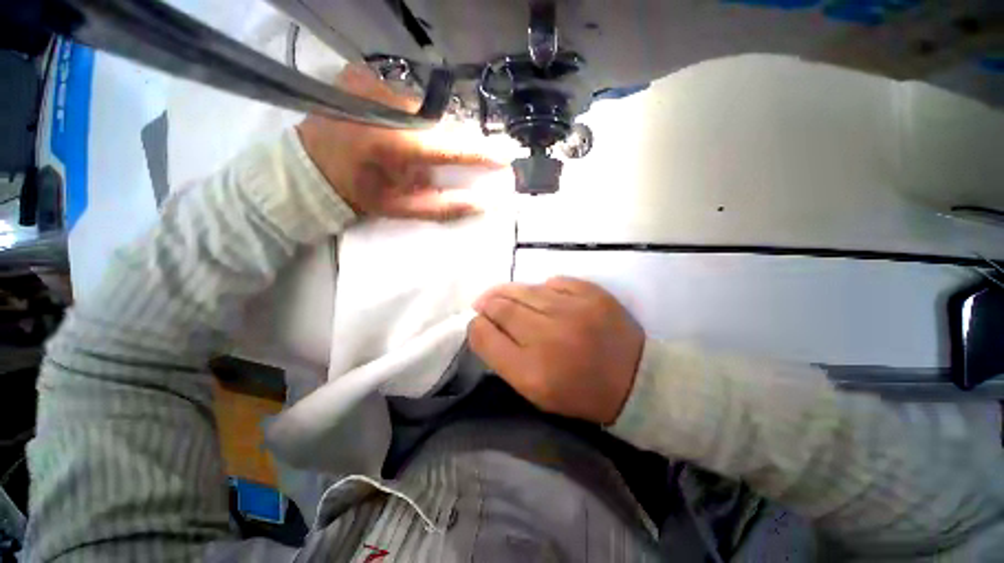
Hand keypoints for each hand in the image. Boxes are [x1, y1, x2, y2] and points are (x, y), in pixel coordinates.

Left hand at [297, 65, 504, 220]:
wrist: (310, 168)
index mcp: (395, 144)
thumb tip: (483, 203)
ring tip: (419, 146)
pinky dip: (413, 113)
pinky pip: (405, 94)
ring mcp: (372, 84)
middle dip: (453, 142)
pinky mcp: (362, 74)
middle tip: (457, 157)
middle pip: (441, 123)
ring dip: (432, 129)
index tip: (505, 156)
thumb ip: (444, 206)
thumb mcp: (403, 207)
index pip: (452, 146)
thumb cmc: (359, 193)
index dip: (481, 152)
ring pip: (425, 108)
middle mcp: (387, 106)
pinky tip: (401, 127)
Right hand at [468, 277, 644, 424]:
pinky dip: (542, 289)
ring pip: (523, 289)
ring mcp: (571, 309)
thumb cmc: (580, 393)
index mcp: (530, 371)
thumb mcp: (535, 391)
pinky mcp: (591, 293)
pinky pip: (553, 282)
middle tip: (486, 305)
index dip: (476, 326)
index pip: (484, 335)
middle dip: (487, 304)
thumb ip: (504, 359)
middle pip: (500, 307)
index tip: (479, 324)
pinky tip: (543, 298)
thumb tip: (486, 325)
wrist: (636, 380)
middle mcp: (547, 336)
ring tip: (505, 297)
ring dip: (508, 292)